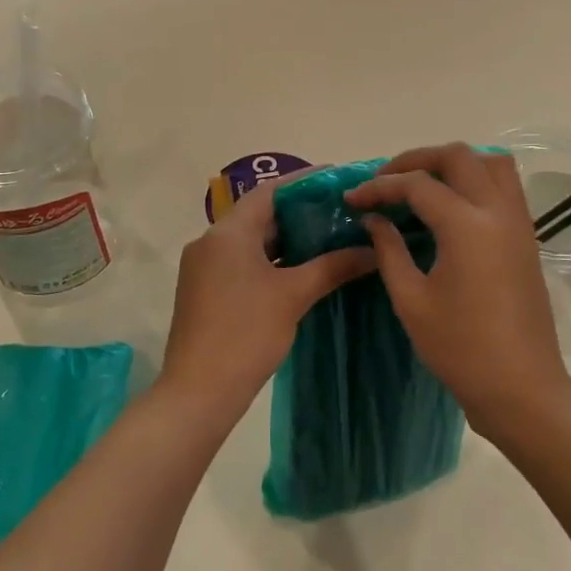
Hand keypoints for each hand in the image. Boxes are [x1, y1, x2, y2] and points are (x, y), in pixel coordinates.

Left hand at [160, 179, 375, 426]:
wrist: (198, 392)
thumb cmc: (246, 334)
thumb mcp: (294, 296)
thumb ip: (333, 266)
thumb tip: (372, 250)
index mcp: (227, 233)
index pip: (268, 191)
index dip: (303, 182)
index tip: (335, 178)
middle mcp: (210, 241)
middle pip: (259, 215)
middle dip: (298, 212)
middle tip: (339, 210)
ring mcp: (204, 267)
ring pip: (250, 241)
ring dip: (286, 238)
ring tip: (328, 236)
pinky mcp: (205, 290)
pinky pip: (242, 261)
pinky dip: (271, 260)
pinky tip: (301, 268)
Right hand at [346, 143, 570, 438]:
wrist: (521, 387)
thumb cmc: (460, 348)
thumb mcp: (411, 300)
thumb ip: (389, 250)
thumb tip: (374, 219)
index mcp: (466, 226)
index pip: (416, 185)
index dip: (379, 187)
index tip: (352, 199)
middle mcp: (497, 212)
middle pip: (458, 156)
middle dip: (416, 160)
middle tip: (386, 180)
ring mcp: (519, 223)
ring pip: (491, 163)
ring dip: (454, 163)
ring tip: (422, 185)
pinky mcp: (527, 238)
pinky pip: (504, 187)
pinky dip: (475, 180)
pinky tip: (449, 207)